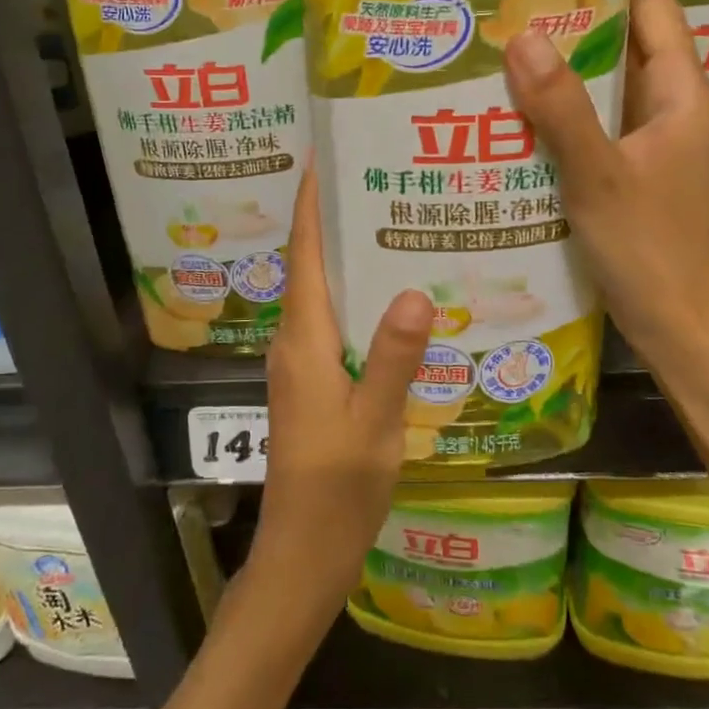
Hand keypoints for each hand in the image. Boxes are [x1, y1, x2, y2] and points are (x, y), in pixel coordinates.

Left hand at [252, 166, 430, 612]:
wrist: (303, 553)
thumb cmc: (335, 489)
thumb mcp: (373, 422)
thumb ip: (393, 358)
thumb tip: (413, 290)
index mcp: (303, 338)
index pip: (302, 252)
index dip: (310, 202)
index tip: (325, 155)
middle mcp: (295, 339)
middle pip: (309, 262)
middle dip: (333, 216)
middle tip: (378, 178)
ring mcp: (301, 361)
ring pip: (321, 290)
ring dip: (344, 253)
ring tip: (391, 221)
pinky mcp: (313, 380)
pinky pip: (332, 318)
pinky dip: (355, 293)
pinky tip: (392, 295)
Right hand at [502, 0, 708, 363]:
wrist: (681, 326)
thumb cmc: (651, 249)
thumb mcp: (601, 175)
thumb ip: (563, 108)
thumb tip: (523, 36)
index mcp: (683, 97)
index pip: (658, 14)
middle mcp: (673, 111)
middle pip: (631, 46)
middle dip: (583, 18)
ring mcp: (655, 145)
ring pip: (611, 87)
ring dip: (571, 66)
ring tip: (512, 42)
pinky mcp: (635, 173)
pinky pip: (598, 123)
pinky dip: (567, 109)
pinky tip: (523, 110)